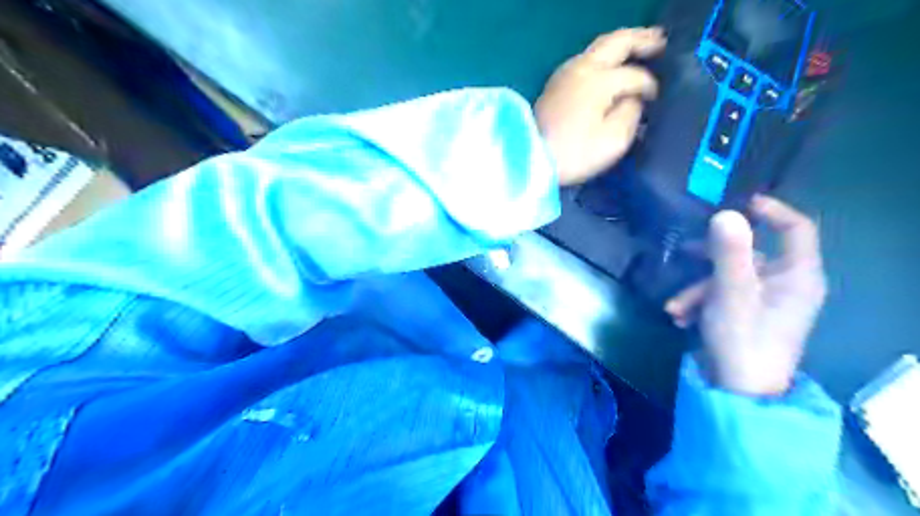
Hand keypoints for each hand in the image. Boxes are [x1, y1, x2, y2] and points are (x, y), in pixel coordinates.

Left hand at [537, 26, 664, 184]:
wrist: (531, 159)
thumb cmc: (575, 154)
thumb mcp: (614, 140)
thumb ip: (631, 113)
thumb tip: (634, 99)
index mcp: (599, 81)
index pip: (634, 76)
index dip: (649, 86)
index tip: (656, 100)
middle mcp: (582, 68)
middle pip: (616, 42)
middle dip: (642, 39)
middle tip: (662, 41)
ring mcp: (565, 73)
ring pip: (599, 47)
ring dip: (622, 44)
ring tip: (641, 46)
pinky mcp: (555, 83)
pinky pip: (586, 59)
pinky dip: (604, 56)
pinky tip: (610, 65)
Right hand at [662, 196, 826, 396]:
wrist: (739, 391)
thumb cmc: (743, 338)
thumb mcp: (731, 292)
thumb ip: (729, 253)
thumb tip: (725, 213)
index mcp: (797, 275)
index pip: (796, 228)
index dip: (771, 210)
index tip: (738, 203)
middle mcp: (786, 284)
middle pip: (751, 254)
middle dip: (711, 258)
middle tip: (682, 252)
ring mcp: (767, 301)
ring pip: (729, 277)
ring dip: (697, 288)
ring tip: (674, 306)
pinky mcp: (749, 314)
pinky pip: (724, 295)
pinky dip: (700, 302)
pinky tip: (680, 317)